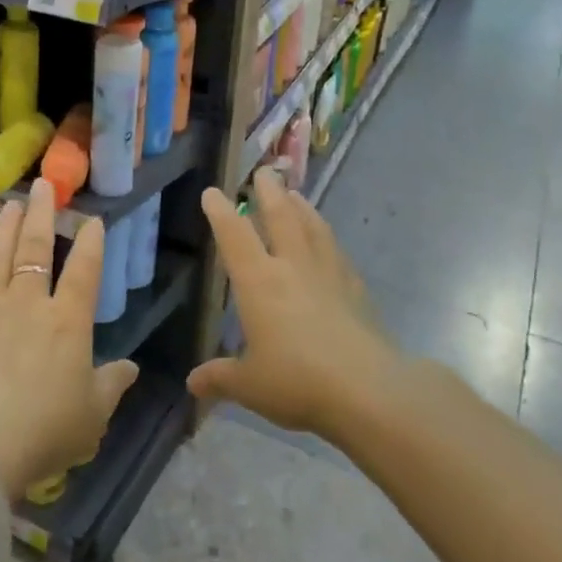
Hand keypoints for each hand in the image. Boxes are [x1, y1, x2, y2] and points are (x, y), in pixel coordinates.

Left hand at [0, 180, 138, 498]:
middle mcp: (28, 305)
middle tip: (42, 185)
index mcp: (68, 322)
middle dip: (41, 215)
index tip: (92, 219)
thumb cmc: (45, 429)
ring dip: (4, 230)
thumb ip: (111, 387)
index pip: (83, 271)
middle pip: (35, 250)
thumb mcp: (92, 416)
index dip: (90, 243)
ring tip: (9, 205)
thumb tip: (131, 369)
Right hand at [189, 168, 400, 436]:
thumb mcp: (249, 385)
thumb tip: (193, 383)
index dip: (220, 212)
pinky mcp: (356, 290)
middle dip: (268, 192)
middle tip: (264, 171)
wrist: (368, 390)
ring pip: (313, 228)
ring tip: (295, 194)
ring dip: (301, 207)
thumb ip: (220, 378)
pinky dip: (327, 238)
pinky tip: (328, 242)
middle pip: (280, 217)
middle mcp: (293, 267)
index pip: (234, 236)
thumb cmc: (297, 381)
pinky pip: (336, 252)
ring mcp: (329, 275)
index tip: (212, 191)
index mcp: (259, 282)